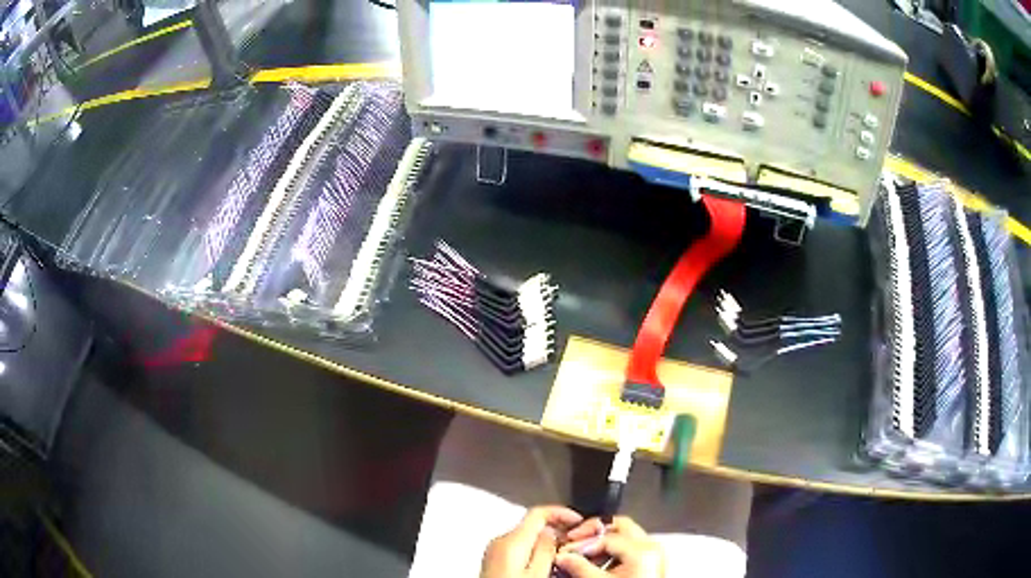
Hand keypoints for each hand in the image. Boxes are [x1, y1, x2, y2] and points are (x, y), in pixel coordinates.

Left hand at [480, 506, 583, 577]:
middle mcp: (500, 541)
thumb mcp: (537, 574)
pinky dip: (534, 552)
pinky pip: (518, 549)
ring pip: (526, 538)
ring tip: (563, 557)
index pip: (537, 512)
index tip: (578, 520)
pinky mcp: (494, 561)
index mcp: (511, 541)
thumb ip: (546, 549)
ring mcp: (495, 551)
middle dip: (555, 531)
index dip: (561, 512)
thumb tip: (552, 532)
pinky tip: (545, 565)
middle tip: (575, 543)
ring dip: (545, 543)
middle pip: (532, 525)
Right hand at [554, 517, 664, 577]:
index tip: (566, 551)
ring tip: (586, 557)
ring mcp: (655, 551)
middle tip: (575, 542)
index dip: (582, 543)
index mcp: (642, 549)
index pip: (605, 537)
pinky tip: (601, 564)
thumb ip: (580, 568)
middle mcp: (652, 545)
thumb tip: (563, 557)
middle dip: (594, 533)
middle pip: (619, 526)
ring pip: (626, 534)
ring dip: (603, 542)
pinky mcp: (653, 559)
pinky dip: (615, 550)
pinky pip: (632, 545)